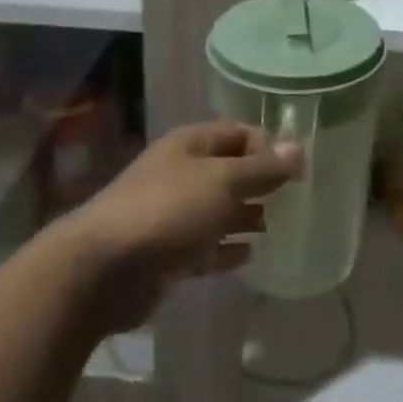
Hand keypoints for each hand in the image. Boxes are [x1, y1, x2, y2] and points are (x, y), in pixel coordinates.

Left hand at [52, 120, 302, 333]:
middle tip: (296, 201)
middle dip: (260, 183)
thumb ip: (262, 169)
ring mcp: (172, 214)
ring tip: (279, 227)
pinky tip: (250, 255)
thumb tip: (298, 149)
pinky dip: (226, 249)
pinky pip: (205, 246)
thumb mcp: (222, 182)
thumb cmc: (168, 211)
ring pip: (218, 210)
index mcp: (190, 146)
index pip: (238, 133)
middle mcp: (181, 174)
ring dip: (246, 216)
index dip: (268, 146)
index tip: (297, 170)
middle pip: (228, 172)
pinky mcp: (168, 253)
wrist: (104, 268)